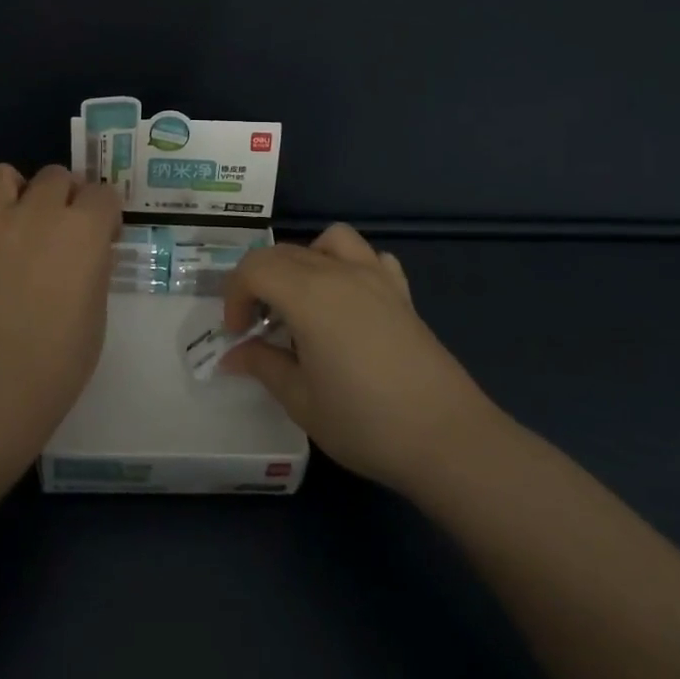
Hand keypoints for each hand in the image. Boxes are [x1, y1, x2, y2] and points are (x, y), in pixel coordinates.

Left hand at [0, 164, 120, 425]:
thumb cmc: (61, 358)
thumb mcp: (97, 309)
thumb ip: (93, 268)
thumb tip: (88, 253)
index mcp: (83, 229)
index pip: (103, 194)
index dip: (104, 215)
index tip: (101, 239)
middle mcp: (39, 212)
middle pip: (56, 175)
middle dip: (63, 197)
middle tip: (59, 231)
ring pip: (1, 174)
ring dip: (13, 191)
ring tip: (13, 221)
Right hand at [220, 223, 495, 493]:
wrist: (447, 438)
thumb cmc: (365, 422)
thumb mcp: (301, 401)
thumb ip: (263, 366)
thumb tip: (233, 355)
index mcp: (308, 294)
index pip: (254, 268)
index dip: (234, 296)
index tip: (237, 334)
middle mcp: (340, 273)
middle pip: (284, 252)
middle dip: (260, 282)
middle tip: (259, 328)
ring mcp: (376, 278)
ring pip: (329, 240)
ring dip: (305, 260)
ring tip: (303, 302)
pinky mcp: (402, 293)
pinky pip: (370, 257)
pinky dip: (350, 266)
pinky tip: (350, 303)